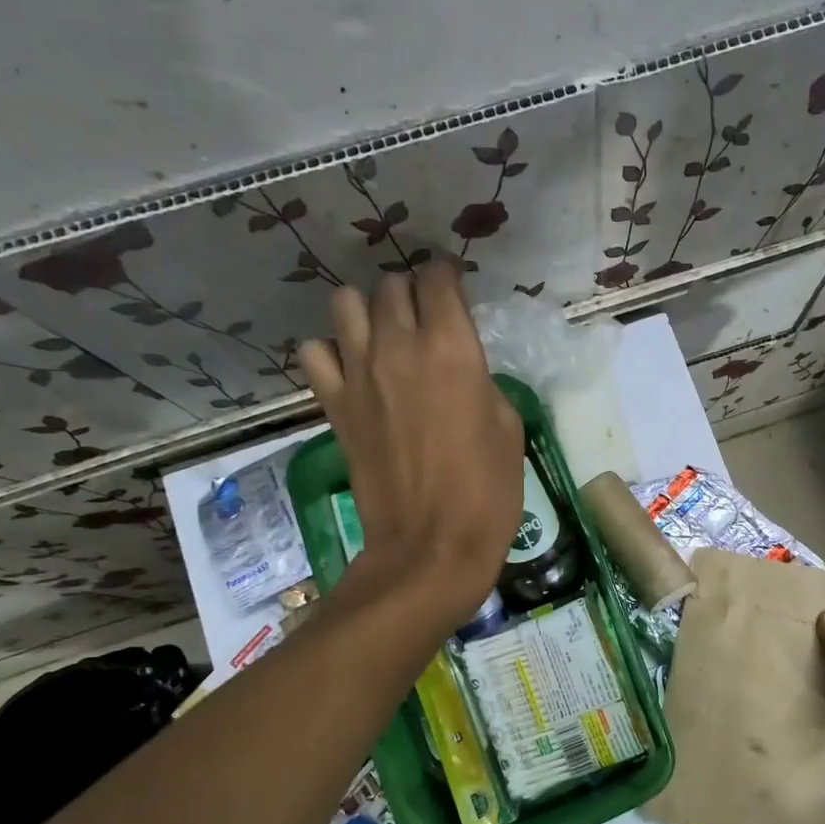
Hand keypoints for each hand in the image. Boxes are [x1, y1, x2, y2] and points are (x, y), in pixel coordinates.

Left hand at [299, 258, 524, 624]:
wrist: (431, 547)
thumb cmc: (487, 492)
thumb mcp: (509, 429)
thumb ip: (483, 382)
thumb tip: (463, 370)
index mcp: (453, 350)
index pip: (438, 279)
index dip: (448, 276)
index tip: (454, 288)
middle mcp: (400, 348)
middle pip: (391, 286)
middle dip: (410, 293)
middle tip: (425, 317)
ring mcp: (359, 375)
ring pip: (345, 303)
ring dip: (367, 311)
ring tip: (384, 335)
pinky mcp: (335, 405)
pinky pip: (315, 352)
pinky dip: (331, 351)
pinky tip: (351, 369)